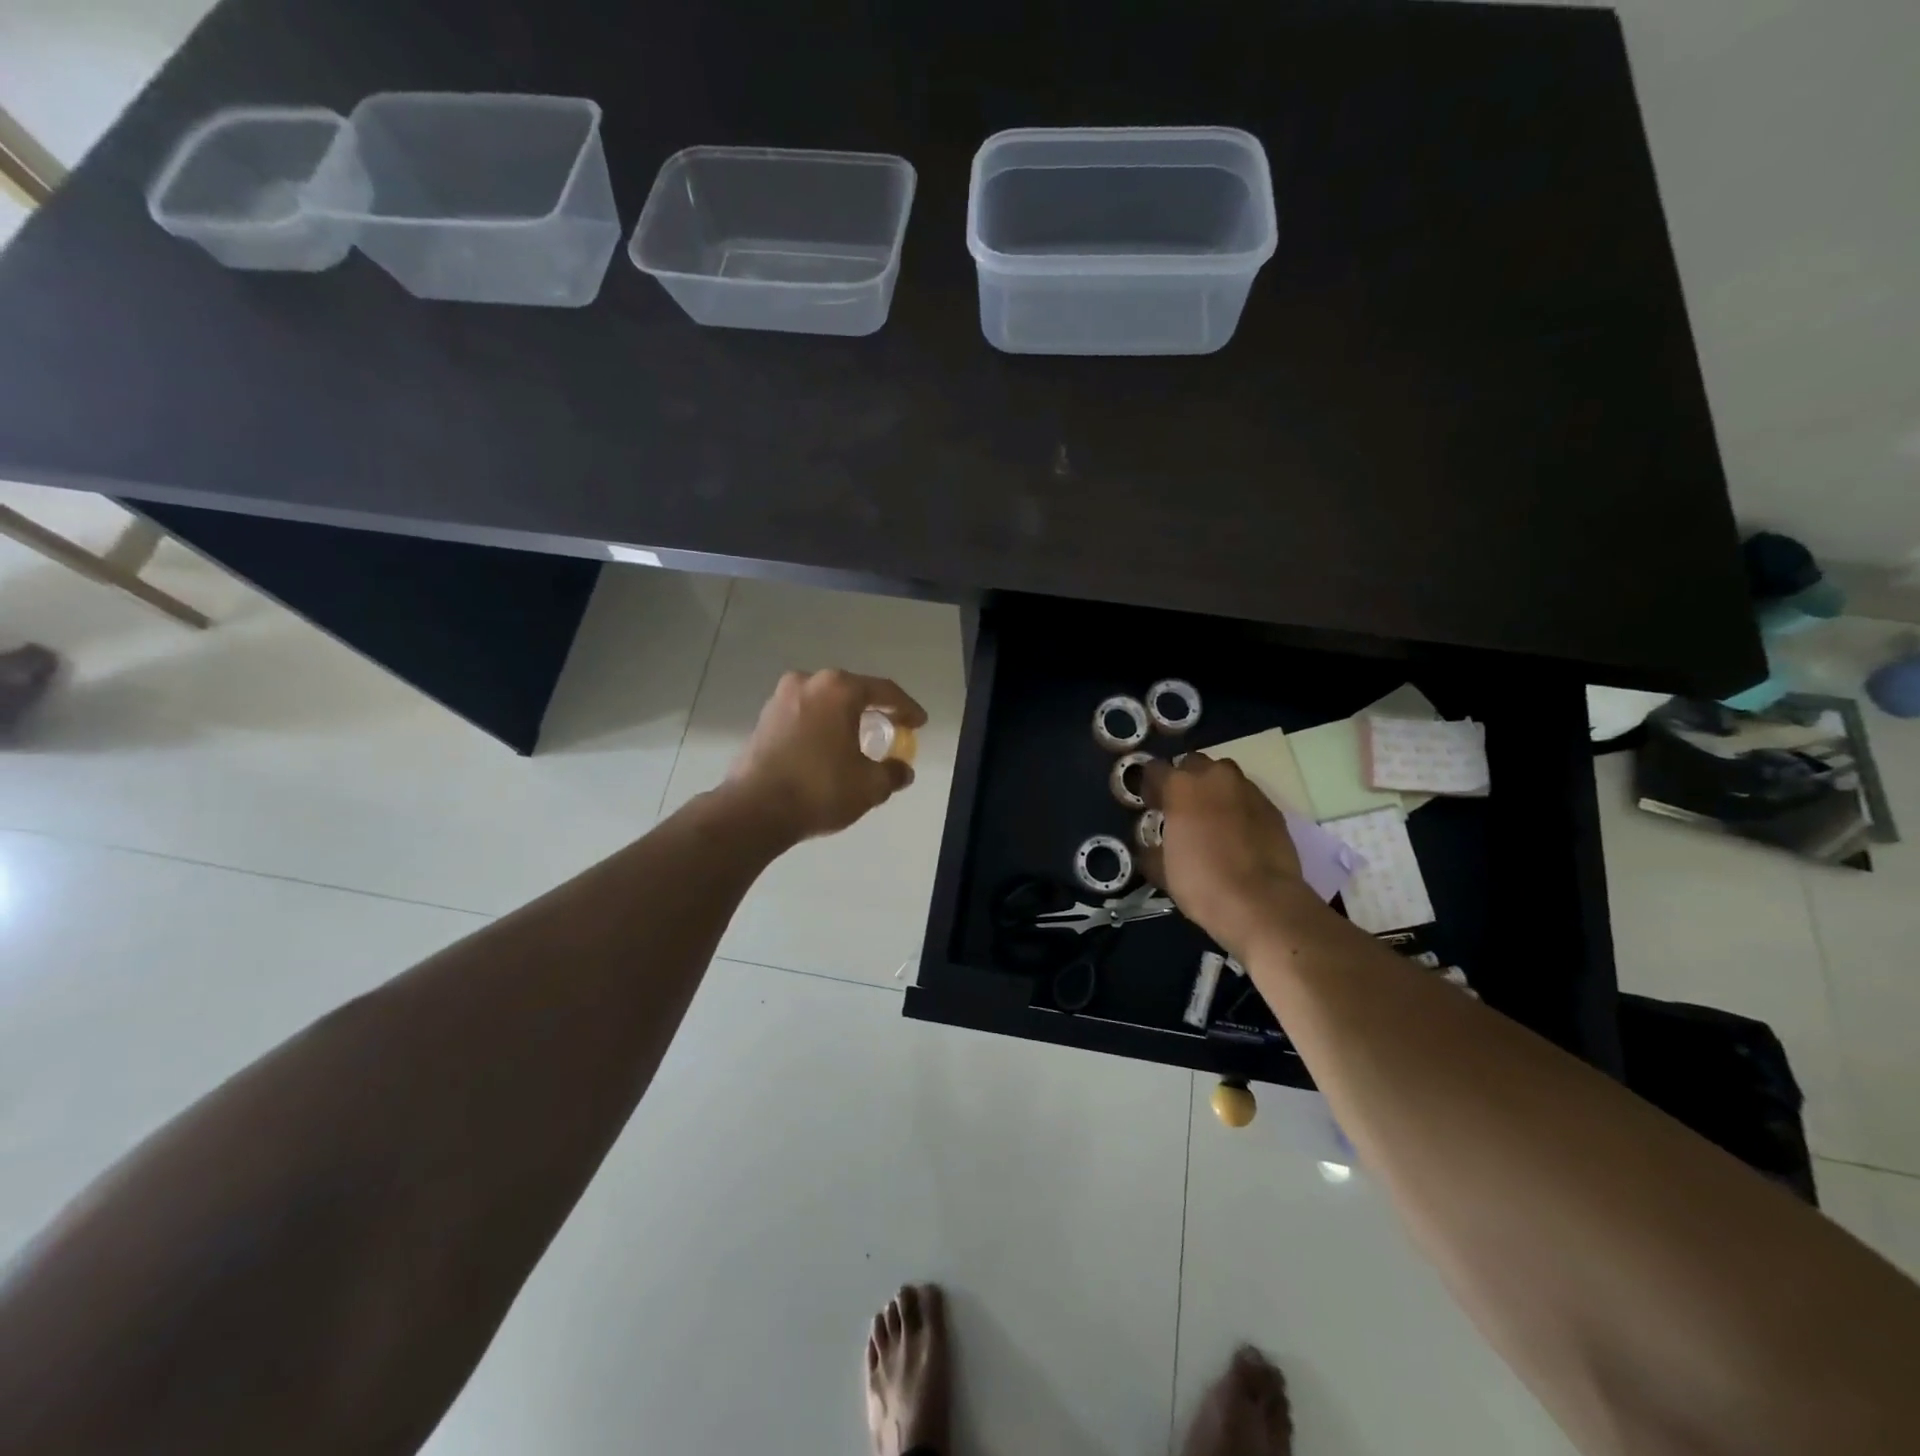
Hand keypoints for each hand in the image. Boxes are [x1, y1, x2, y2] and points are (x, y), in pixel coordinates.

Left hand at [727, 669, 926, 842]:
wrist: (754, 810)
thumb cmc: (819, 788)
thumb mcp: (869, 785)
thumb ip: (892, 773)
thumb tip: (903, 770)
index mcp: (838, 689)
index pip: (884, 691)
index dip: (907, 708)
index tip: (920, 723)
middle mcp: (808, 683)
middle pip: (852, 691)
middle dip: (874, 710)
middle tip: (892, 728)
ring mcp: (780, 699)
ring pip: (825, 703)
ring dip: (844, 718)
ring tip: (859, 740)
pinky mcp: (763, 720)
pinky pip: (804, 717)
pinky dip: (821, 728)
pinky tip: (829, 749)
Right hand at [1141, 754, 1307, 955]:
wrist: (1262, 903)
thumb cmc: (1201, 882)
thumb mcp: (1161, 870)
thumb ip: (1152, 849)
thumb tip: (1152, 846)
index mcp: (1181, 786)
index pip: (1155, 769)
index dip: (1149, 786)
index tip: (1150, 806)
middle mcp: (1215, 777)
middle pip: (1193, 764)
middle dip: (1185, 780)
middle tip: (1181, 809)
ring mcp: (1248, 790)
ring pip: (1224, 778)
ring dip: (1214, 791)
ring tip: (1211, 820)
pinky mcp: (1273, 808)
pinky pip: (1247, 799)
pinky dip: (1238, 809)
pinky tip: (1237, 835)